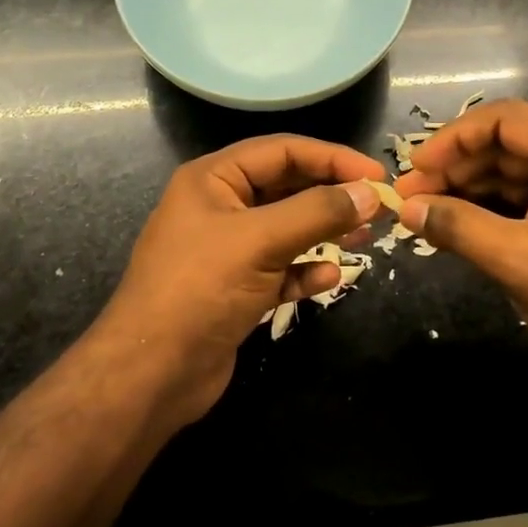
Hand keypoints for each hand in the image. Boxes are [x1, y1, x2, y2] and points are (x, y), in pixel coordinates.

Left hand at [97, 136, 385, 424]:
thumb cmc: (200, 289)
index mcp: (214, 179)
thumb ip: (318, 212)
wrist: (151, 374)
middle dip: (331, 194)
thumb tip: (370, 192)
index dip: (332, 157)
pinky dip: (304, 269)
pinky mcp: (235, 288)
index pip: (282, 151)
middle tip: (377, 206)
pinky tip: (329, 277)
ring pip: (286, 228)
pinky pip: (280, 268)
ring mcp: (226, 249)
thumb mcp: (261, 241)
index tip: (376, 174)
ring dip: (324, 231)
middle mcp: (219, 206)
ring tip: (364, 237)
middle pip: (286, 186)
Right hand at [394, 100, 527, 369]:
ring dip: (467, 191)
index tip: (415, 168)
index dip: (454, 138)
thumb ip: (459, 228)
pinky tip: (455, 229)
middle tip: (409, 198)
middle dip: (455, 168)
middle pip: (506, 146)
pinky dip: (488, 213)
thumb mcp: (519, 262)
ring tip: (423, 214)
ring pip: (511, 175)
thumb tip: (406, 208)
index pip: (505, 120)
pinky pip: (524, 202)